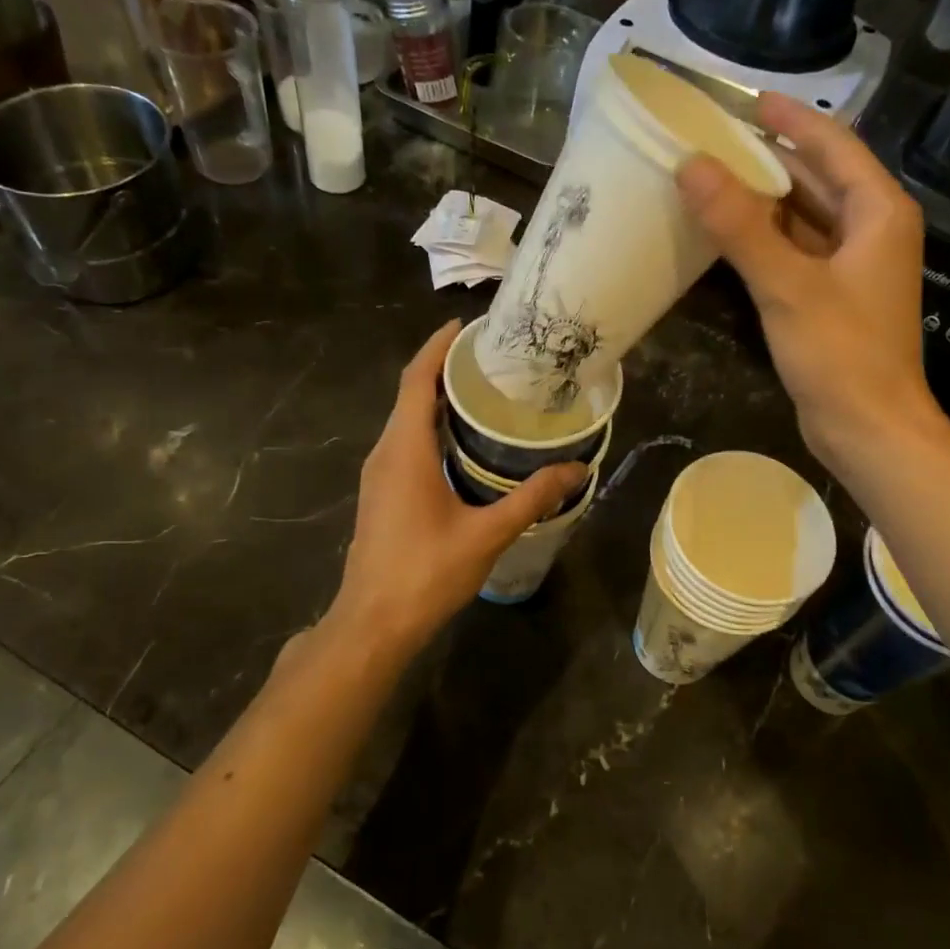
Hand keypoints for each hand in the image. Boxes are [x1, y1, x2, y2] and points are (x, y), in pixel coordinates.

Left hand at [324, 321, 586, 660]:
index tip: (466, 325)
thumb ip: (531, 498)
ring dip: (437, 399)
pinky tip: (463, 443)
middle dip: (444, 368)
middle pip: (410, 394)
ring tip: (483, 392)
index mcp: (405, 449)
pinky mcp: (382, 493)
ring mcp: (379, 474)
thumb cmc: (425, 573)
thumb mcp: (485, 534)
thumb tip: (576, 470)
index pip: (416, 379)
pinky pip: (405, 443)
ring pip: (406, 420)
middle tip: (490, 359)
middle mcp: (386, 452)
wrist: (372, 623)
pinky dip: (431, 428)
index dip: (437, 347)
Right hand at [676, 91, 940, 470]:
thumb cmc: (841, 354)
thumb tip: (692, 166)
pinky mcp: (833, 298)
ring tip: (713, 179)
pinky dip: (766, 239)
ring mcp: (853, 267)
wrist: (869, 430)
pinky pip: (797, 251)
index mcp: (878, 212)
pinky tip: (728, 235)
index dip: (790, 119)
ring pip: (805, 217)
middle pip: (818, 178)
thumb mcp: (787, 285)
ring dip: (764, 200)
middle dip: (770, 157)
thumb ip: (740, 226)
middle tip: (715, 139)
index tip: (745, 99)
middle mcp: (871, 230)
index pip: (832, 145)